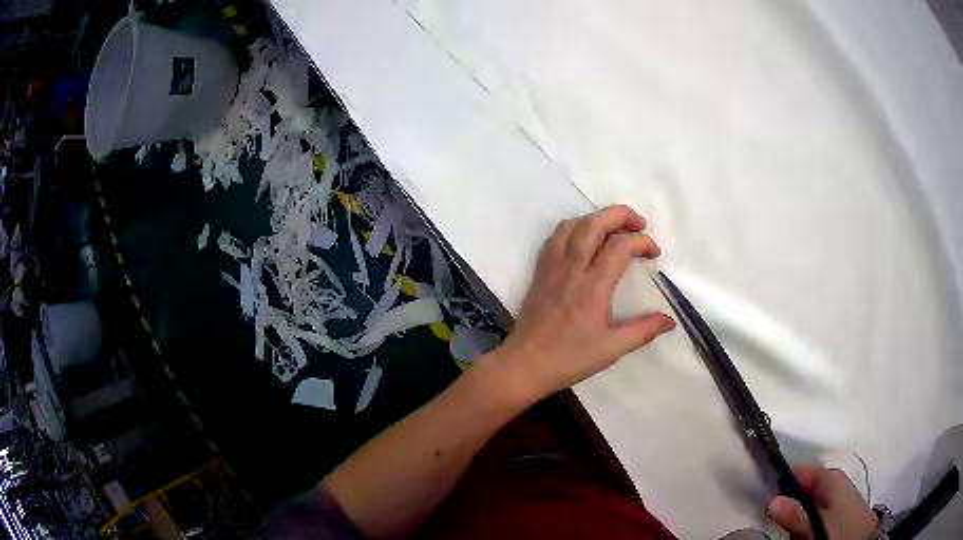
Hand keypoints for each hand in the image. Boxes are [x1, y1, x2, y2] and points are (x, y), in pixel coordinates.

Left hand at [499, 205, 674, 400]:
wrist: (524, 364)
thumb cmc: (569, 358)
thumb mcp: (611, 349)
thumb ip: (643, 331)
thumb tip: (670, 320)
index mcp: (593, 287)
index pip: (620, 246)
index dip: (642, 241)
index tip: (654, 253)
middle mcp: (571, 269)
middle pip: (594, 223)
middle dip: (620, 215)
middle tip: (639, 224)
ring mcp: (552, 267)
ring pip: (572, 225)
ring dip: (596, 218)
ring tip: (614, 230)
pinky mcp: (540, 271)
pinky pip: (556, 237)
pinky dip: (575, 228)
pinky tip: (585, 241)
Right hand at [767, 464, 879, 539]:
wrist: (864, 538)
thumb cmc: (842, 530)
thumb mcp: (817, 526)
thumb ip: (796, 515)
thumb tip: (771, 501)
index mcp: (829, 477)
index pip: (799, 471)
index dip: (782, 482)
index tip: (766, 498)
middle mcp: (832, 481)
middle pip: (801, 489)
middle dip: (790, 506)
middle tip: (782, 524)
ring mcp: (835, 494)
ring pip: (806, 503)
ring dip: (797, 517)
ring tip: (796, 532)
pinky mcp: (836, 507)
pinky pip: (814, 512)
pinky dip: (806, 522)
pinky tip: (806, 533)